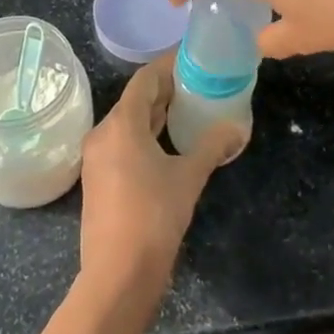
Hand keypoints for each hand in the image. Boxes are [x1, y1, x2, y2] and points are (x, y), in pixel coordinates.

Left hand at [78, 55, 241, 301]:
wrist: (117, 275)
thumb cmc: (154, 216)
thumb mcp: (189, 177)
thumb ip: (212, 146)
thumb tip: (237, 127)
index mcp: (121, 124)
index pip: (144, 79)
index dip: (168, 65)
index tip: (192, 58)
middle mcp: (103, 133)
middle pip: (135, 99)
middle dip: (165, 89)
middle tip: (197, 82)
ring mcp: (96, 158)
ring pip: (128, 122)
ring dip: (155, 113)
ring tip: (188, 107)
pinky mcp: (98, 179)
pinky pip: (123, 142)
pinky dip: (145, 134)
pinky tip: (167, 142)